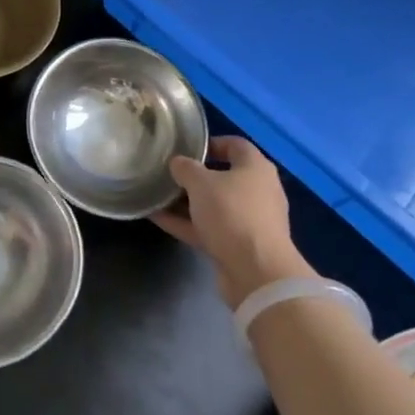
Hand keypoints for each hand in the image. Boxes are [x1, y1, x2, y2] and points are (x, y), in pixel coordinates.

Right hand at [152, 136, 311, 306]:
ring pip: (214, 205)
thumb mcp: (201, 183)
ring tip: (157, 195)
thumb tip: (177, 163)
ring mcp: (249, 220)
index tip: (186, 148)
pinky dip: (186, 223)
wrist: (256, 271)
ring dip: (187, 202)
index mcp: (256, 168)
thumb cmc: (232, 213)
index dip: (211, 143)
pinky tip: (158, 218)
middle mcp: (257, 191)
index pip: (235, 145)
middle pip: (223, 177)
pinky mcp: (238, 246)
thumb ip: (186, 168)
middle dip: (195, 176)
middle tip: (168, 173)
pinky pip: (208, 228)